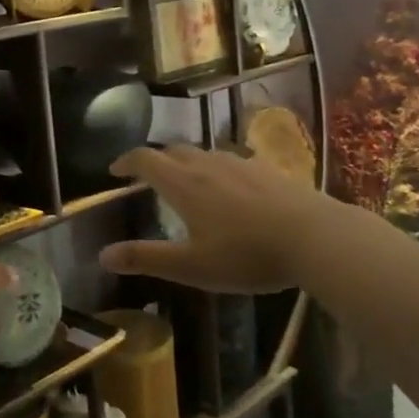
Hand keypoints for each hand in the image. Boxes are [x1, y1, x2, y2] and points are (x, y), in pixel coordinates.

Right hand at [99, 145, 337, 293]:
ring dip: (187, 163)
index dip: (126, 161)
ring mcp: (241, 164)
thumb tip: (103, 255)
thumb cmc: (246, 254)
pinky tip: (231, 190)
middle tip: (147, 177)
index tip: (114, 170)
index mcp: (183, 183)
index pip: (145, 159)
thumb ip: (146, 259)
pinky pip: (232, 162)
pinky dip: (217, 170)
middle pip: (174, 151)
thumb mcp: (191, 266)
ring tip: (187, 182)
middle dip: (156, 160)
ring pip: (204, 154)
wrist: (315, 237)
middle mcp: (208, 164)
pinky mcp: (268, 170)